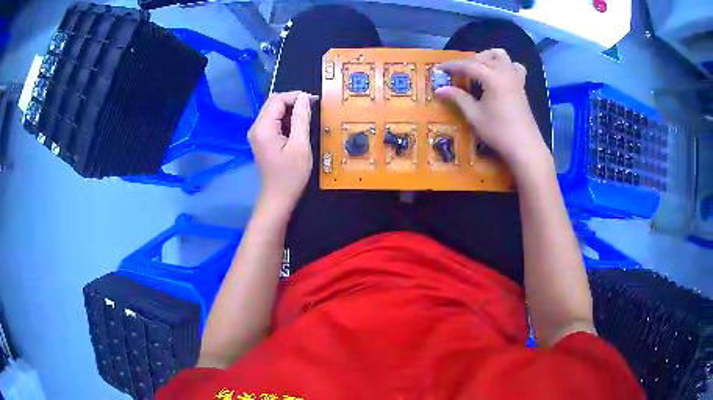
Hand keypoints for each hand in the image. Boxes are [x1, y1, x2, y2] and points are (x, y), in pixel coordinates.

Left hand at [248, 91, 314, 211]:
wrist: (278, 198)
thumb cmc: (291, 175)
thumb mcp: (300, 146)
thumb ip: (301, 119)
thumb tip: (304, 98)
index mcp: (263, 128)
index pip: (277, 100)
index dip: (296, 96)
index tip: (314, 101)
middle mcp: (256, 127)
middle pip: (273, 103)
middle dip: (293, 101)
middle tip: (312, 108)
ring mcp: (257, 134)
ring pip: (274, 111)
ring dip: (290, 111)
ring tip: (307, 118)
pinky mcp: (262, 139)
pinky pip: (274, 122)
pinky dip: (286, 120)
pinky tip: (298, 127)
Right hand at [436, 49, 548, 168]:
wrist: (525, 146)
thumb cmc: (498, 131)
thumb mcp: (474, 115)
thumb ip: (458, 98)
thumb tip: (440, 89)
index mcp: (492, 77)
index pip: (468, 65)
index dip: (452, 66)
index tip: (439, 68)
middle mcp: (504, 72)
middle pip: (484, 58)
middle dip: (468, 62)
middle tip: (457, 73)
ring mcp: (516, 78)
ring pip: (502, 56)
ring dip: (488, 57)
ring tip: (479, 68)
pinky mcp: (522, 87)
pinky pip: (514, 66)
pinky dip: (504, 65)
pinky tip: (498, 76)